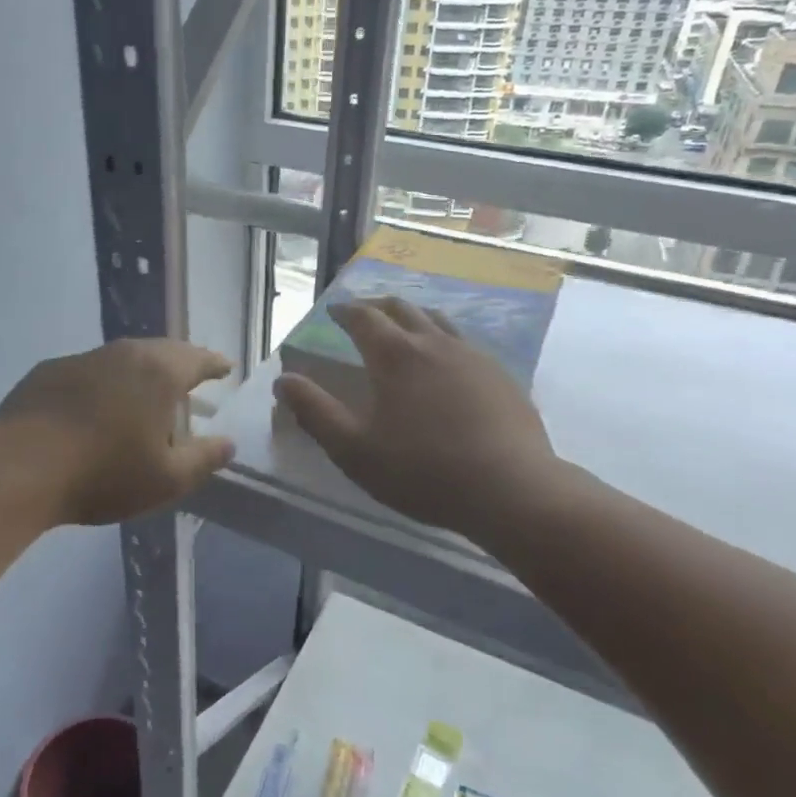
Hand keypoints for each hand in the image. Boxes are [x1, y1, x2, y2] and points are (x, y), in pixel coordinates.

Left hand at [0, 339, 235, 525]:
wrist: (20, 469)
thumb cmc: (104, 474)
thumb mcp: (166, 479)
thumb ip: (203, 459)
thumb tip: (228, 443)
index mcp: (158, 373)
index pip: (197, 359)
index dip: (214, 363)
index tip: (225, 367)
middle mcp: (121, 354)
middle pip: (160, 351)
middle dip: (179, 362)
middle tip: (191, 375)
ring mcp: (80, 360)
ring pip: (121, 358)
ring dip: (139, 372)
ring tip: (145, 390)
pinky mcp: (46, 372)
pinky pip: (88, 371)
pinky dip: (102, 383)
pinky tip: (96, 406)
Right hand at [275, 298, 567, 542]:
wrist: (511, 490)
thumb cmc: (422, 471)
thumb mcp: (353, 449)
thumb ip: (314, 412)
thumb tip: (284, 381)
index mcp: (395, 356)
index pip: (364, 317)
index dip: (346, 311)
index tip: (334, 311)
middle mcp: (434, 344)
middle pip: (403, 308)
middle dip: (378, 306)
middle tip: (363, 313)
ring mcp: (473, 356)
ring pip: (438, 321)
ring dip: (414, 317)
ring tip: (404, 327)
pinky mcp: (502, 375)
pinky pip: (465, 343)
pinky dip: (444, 340)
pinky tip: (447, 363)